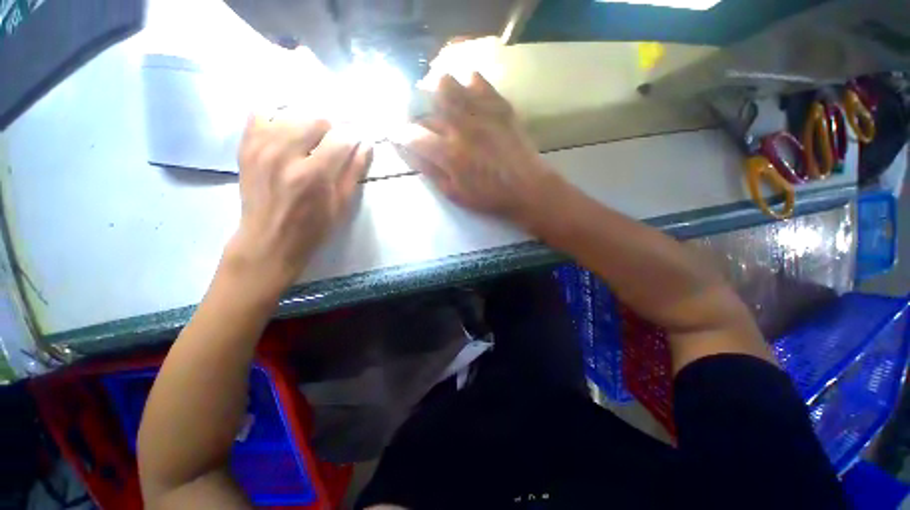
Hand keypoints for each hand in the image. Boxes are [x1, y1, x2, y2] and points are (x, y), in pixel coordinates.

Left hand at [224, 116, 371, 296]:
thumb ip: (354, 171)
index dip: (353, 136)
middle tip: (337, 138)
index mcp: (314, 174)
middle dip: (333, 126)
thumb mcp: (342, 205)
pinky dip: (279, 116)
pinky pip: (261, 113)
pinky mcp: (246, 147)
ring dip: (309, 120)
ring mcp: (261, 147)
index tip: (357, 139)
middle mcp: (285, 155)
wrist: (269, 239)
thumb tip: (366, 144)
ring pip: (291, 112)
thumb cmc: (313, 227)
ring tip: (315, 135)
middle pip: (316, 118)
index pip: (340, 138)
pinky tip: (288, 128)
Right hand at [392, 73, 557, 226]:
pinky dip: (466, 84)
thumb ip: (430, 171)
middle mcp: (461, 127)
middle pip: (426, 101)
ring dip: (437, 91)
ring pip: (448, 83)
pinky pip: (478, 81)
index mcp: (449, 154)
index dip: (400, 133)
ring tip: (441, 102)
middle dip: (417, 107)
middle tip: (422, 117)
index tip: (397, 133)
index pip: (412, 134)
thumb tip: (409, 152)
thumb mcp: (454, 193)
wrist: (526, 188)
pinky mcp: (499, 105)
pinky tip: (466, 94)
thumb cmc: (488, 197)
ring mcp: (482, 113)